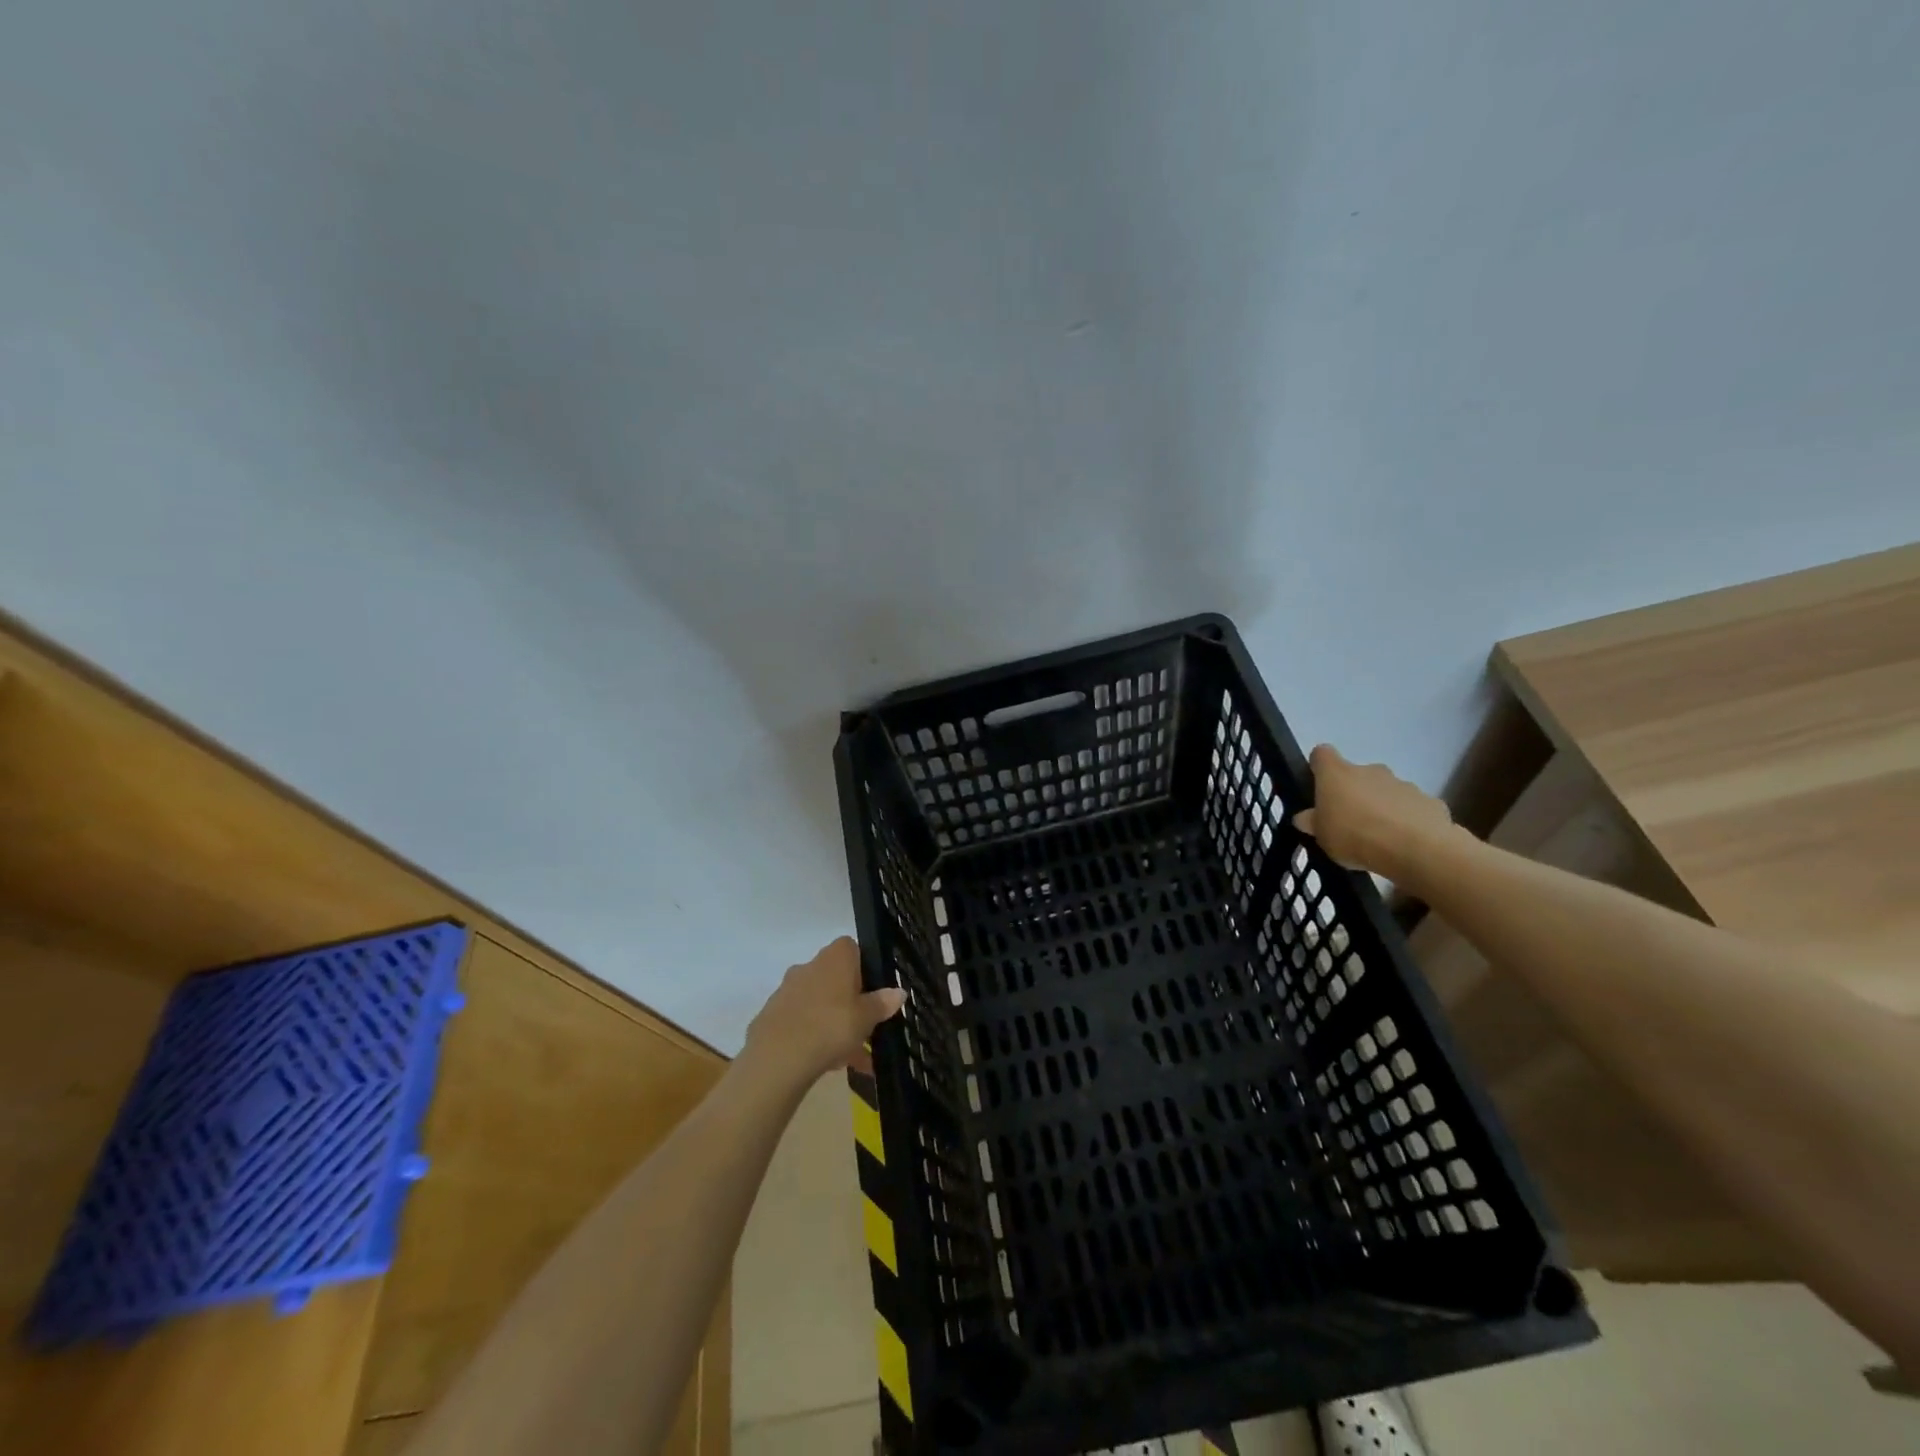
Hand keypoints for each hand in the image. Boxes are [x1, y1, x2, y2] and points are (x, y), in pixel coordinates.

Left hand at [743, 937, 905, 1083]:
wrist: (778, 1058)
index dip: (864, 968)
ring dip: (834, 1024)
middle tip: (865, 1029)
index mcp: (834, 958)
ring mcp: (787, 990)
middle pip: (835, 978)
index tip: (873, 993)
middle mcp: (809, 966)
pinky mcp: (772, 1015)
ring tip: (852, 1059)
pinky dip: (814, 1037)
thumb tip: (899, 991)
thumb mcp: (866, 1017)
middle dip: (850, 1002)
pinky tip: (827, 1064)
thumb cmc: (831, 1026)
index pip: (852, 948)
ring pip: (819, 1003)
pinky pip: (802, 1022)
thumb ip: (882, 1003)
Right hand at [1293, 744, 1460, 884]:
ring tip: (1380, 837)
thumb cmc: (1355, 836)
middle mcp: (1370, 770)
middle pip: (1357, 774)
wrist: (1415, 849)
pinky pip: (1412, 808)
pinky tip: (1405, 843)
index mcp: (1337, 774)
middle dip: (1354, 793)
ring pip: (1386, 791)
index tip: (1318, 786)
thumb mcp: (1321, 836)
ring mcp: (1403, 784)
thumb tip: (1304, 817)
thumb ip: (1313, 823)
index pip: (1322, 754)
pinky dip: (1407, 820)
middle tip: (1350, 821)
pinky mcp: (1429, 801)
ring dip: (1381, 807)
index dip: (1319, 767)